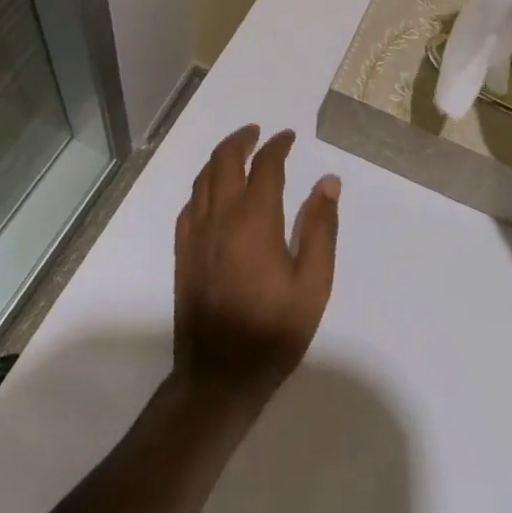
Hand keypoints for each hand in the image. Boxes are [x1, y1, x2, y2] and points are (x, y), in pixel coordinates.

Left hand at [172, 125, 339, 404]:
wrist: (218, 378)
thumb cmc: (273, 330)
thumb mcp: (313, 283)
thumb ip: (320, 228)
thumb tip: (328, 182)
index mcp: (255, 219)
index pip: (265, 165)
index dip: (278, 145)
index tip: (289, 137)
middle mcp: (221, 217)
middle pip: (224, 160)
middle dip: (242, 139)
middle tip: (259, 133)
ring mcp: (196, 235)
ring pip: (203, 178)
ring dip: (220, 158)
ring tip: (238, 152)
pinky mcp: (183, 254)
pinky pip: (190, 204)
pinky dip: (203, 186)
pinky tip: (213, 193)